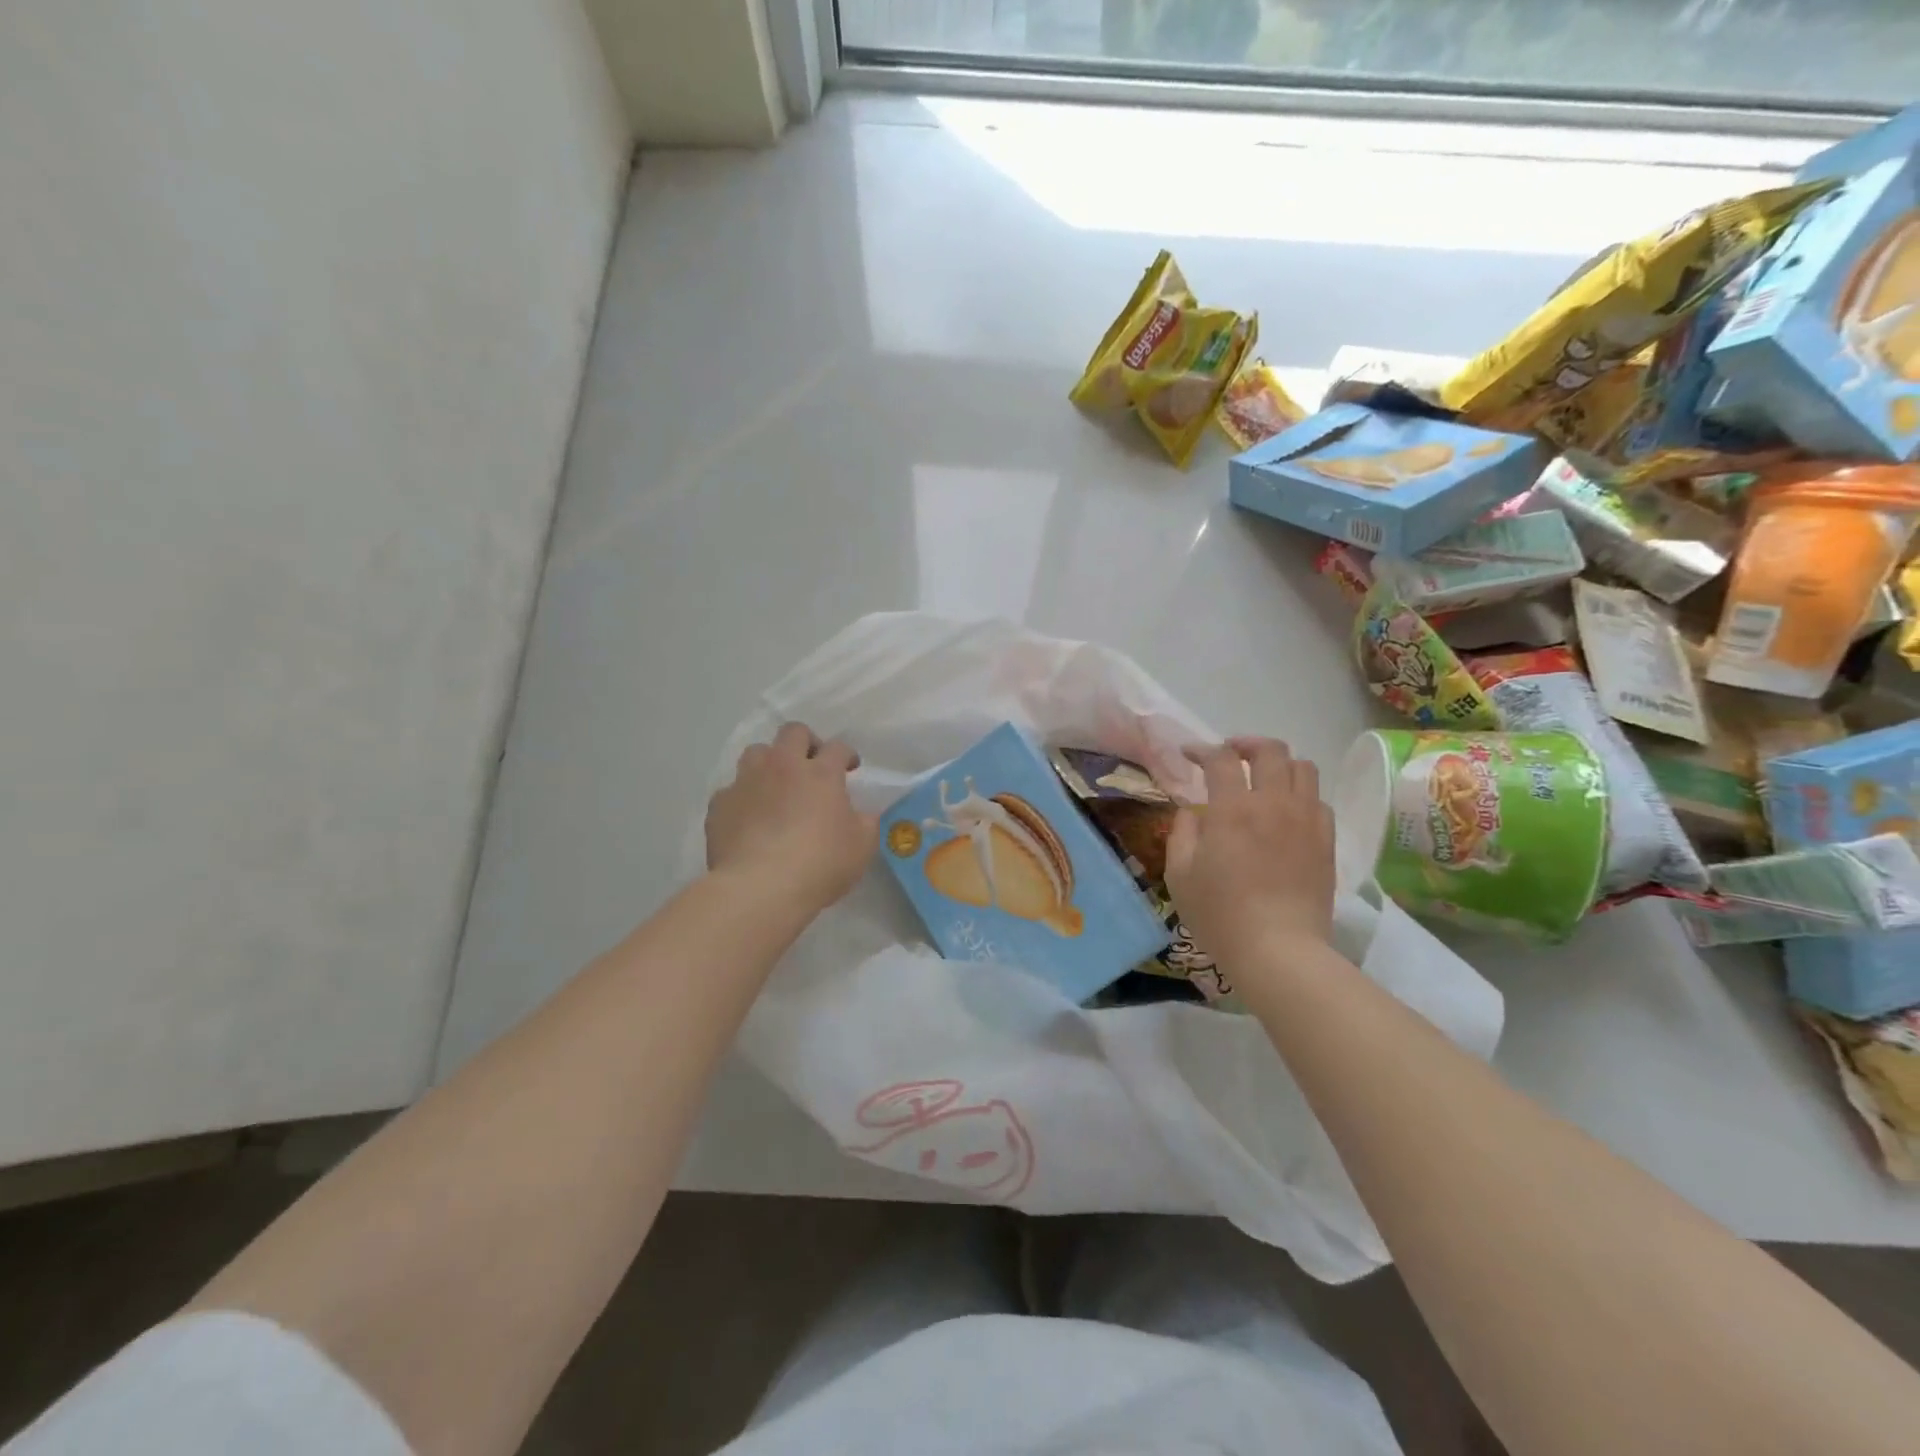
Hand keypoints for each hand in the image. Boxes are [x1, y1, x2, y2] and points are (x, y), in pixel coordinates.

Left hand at [706, 722, 879, 911]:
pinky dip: (743, 798)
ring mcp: (747, 782)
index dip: (846, 755)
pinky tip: (748, 819)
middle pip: (793, 732)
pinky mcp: (720, 805)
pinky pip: (732, 790)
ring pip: (756, 752)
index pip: (837, 747)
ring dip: (769, 763)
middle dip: (806, 742)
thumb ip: (865, 822)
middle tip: (812, 765)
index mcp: (820, 773)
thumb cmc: (820, 864)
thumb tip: (860, 814)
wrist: (760, 888)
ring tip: (776, 787)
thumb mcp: (862, 846)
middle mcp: (782, 767)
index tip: (850, 769)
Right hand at [1165, 738, 1335, 971]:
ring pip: (1304, 767)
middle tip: (1231, 755)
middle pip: (1270, 750)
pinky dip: (1301, 795)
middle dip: (1247, 744)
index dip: (1202, 749)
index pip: (1221, 758)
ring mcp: (1306, 821)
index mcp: (1232, 809)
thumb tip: (1192, 813)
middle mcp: (1273, 803)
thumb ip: (1182, 833)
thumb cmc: (1220, 914)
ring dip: (1280, 764)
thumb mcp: (1179, 875)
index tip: (1189, 754)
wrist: (1279, 951)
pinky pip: (1319, 800)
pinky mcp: (1326, 842)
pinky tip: (1287, 812)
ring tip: (1264, 778)